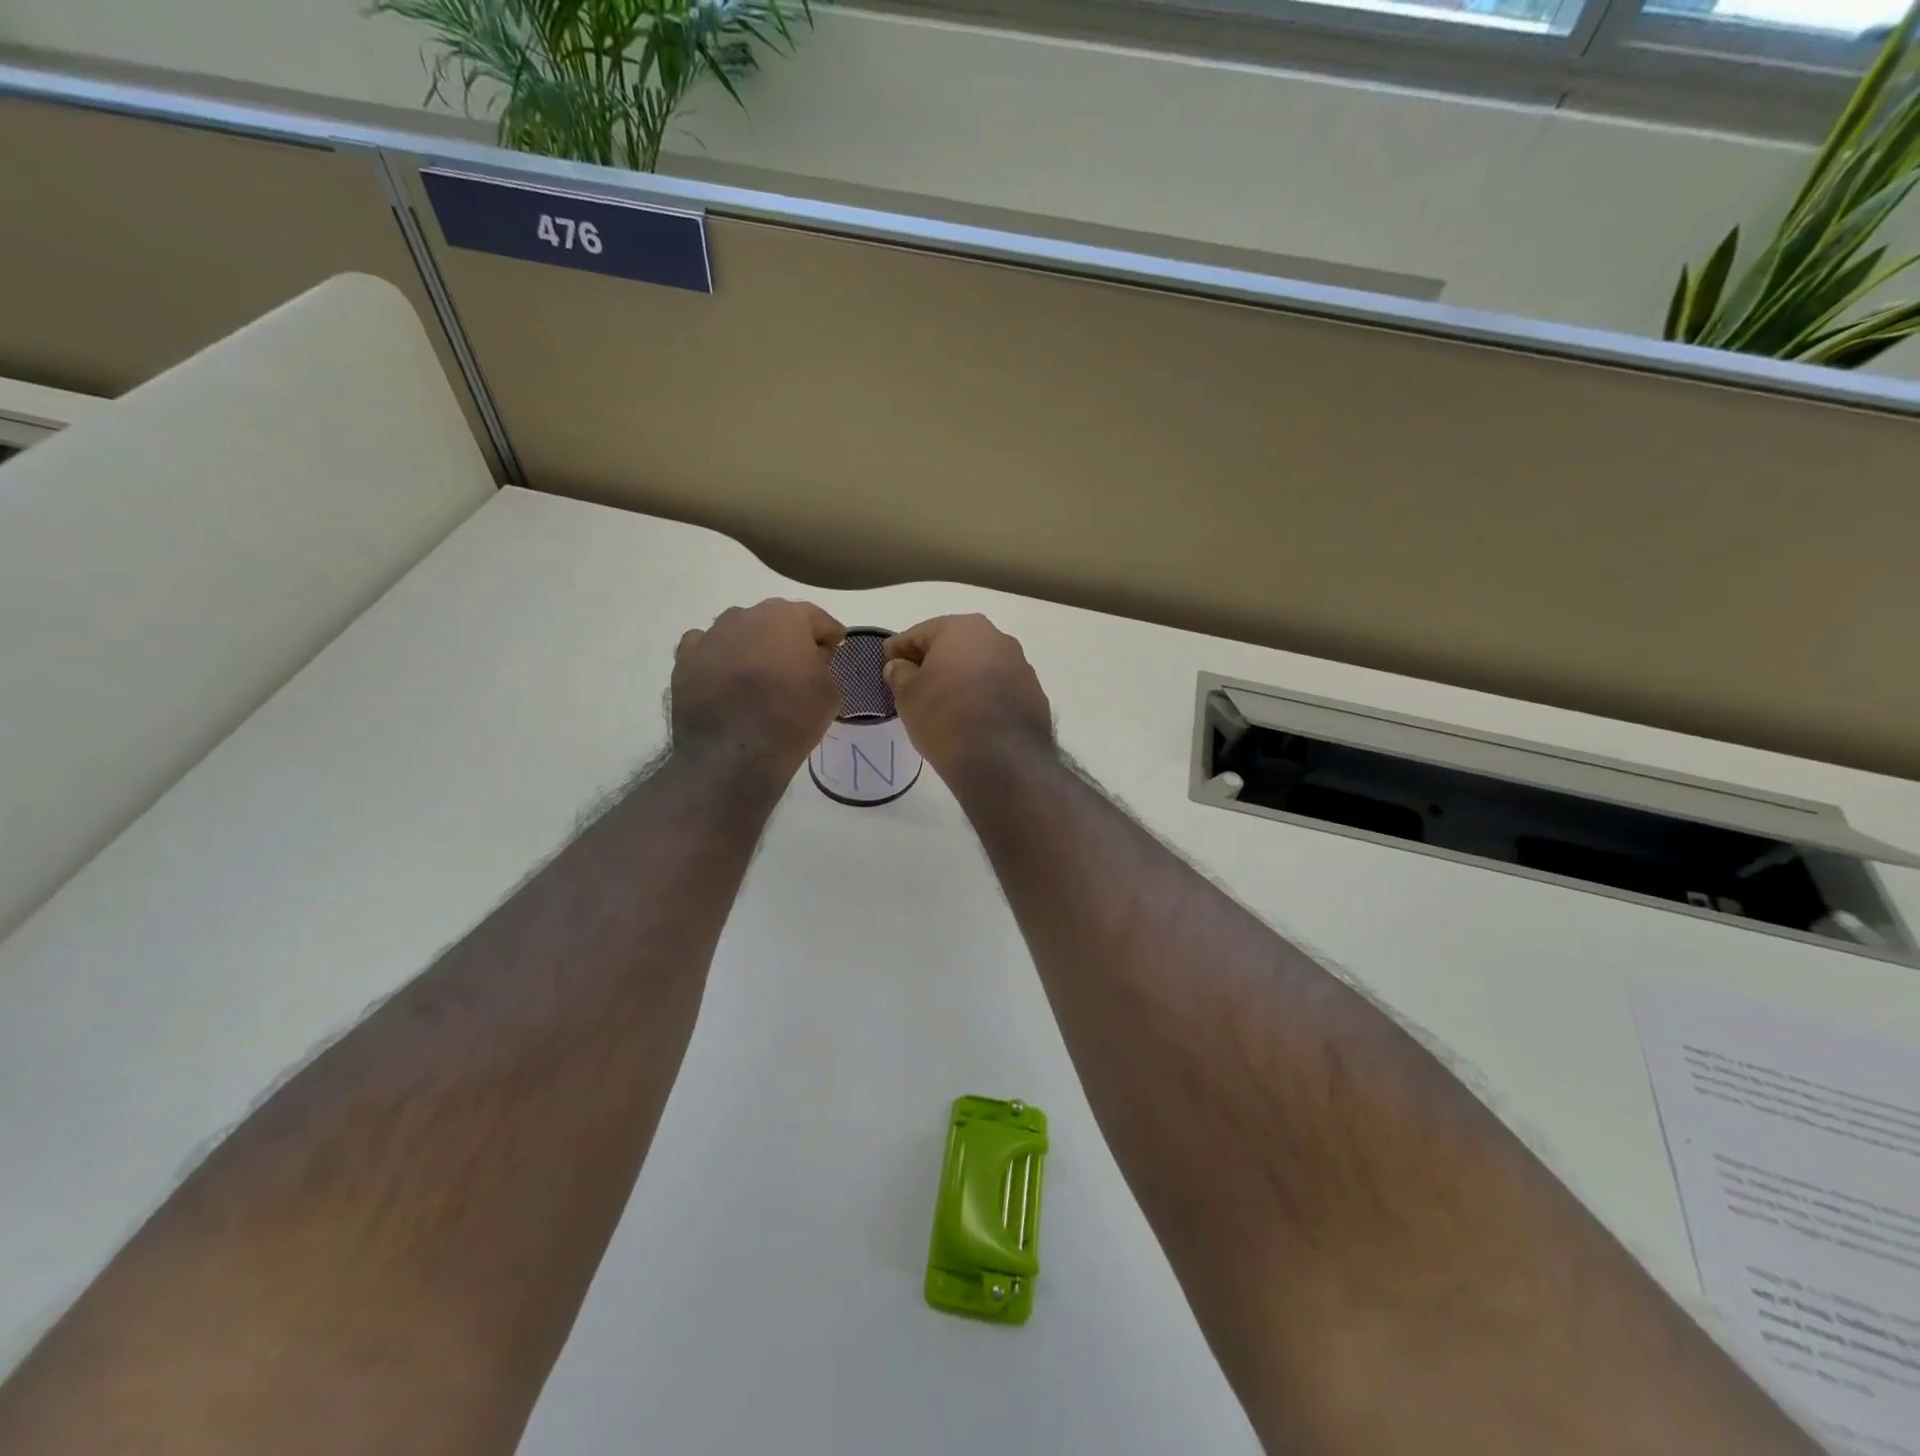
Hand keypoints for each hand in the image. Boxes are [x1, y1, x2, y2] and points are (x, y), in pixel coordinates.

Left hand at [672, 600, 844, 784]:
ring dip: (752, 646)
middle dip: (789, 637)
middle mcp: (747, 615)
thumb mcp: (830, 694)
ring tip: (759, 674)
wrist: (732, 753)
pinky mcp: (685, 659)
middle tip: (799, 663)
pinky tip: (725, 679)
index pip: (817, 618)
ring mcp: (711, 635)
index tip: (836, 647)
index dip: (829, 633)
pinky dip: (718, 658)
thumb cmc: (791, 719)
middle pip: (775, 619)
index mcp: (788, 618)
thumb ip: (823, 666)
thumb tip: (811, 660)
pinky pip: (707, 648)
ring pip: (739, 631)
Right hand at [882, 614, 1053, 784]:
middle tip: (913, 683)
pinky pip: (999, 689)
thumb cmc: (945, 716)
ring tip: (943, 704)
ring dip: (961, 679)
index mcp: (963, 628)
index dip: (899, 649)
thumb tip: (900, 666)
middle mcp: (997, 638)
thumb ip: (899, 673)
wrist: (1002, 758)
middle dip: (933, 661)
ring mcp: (1021, 666)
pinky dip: (983, 697)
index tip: (885, 663)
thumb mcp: (908, 695)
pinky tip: (971, 718)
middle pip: (954, 646)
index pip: (920, 633)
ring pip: (980, 667)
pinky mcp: (1034, 694)